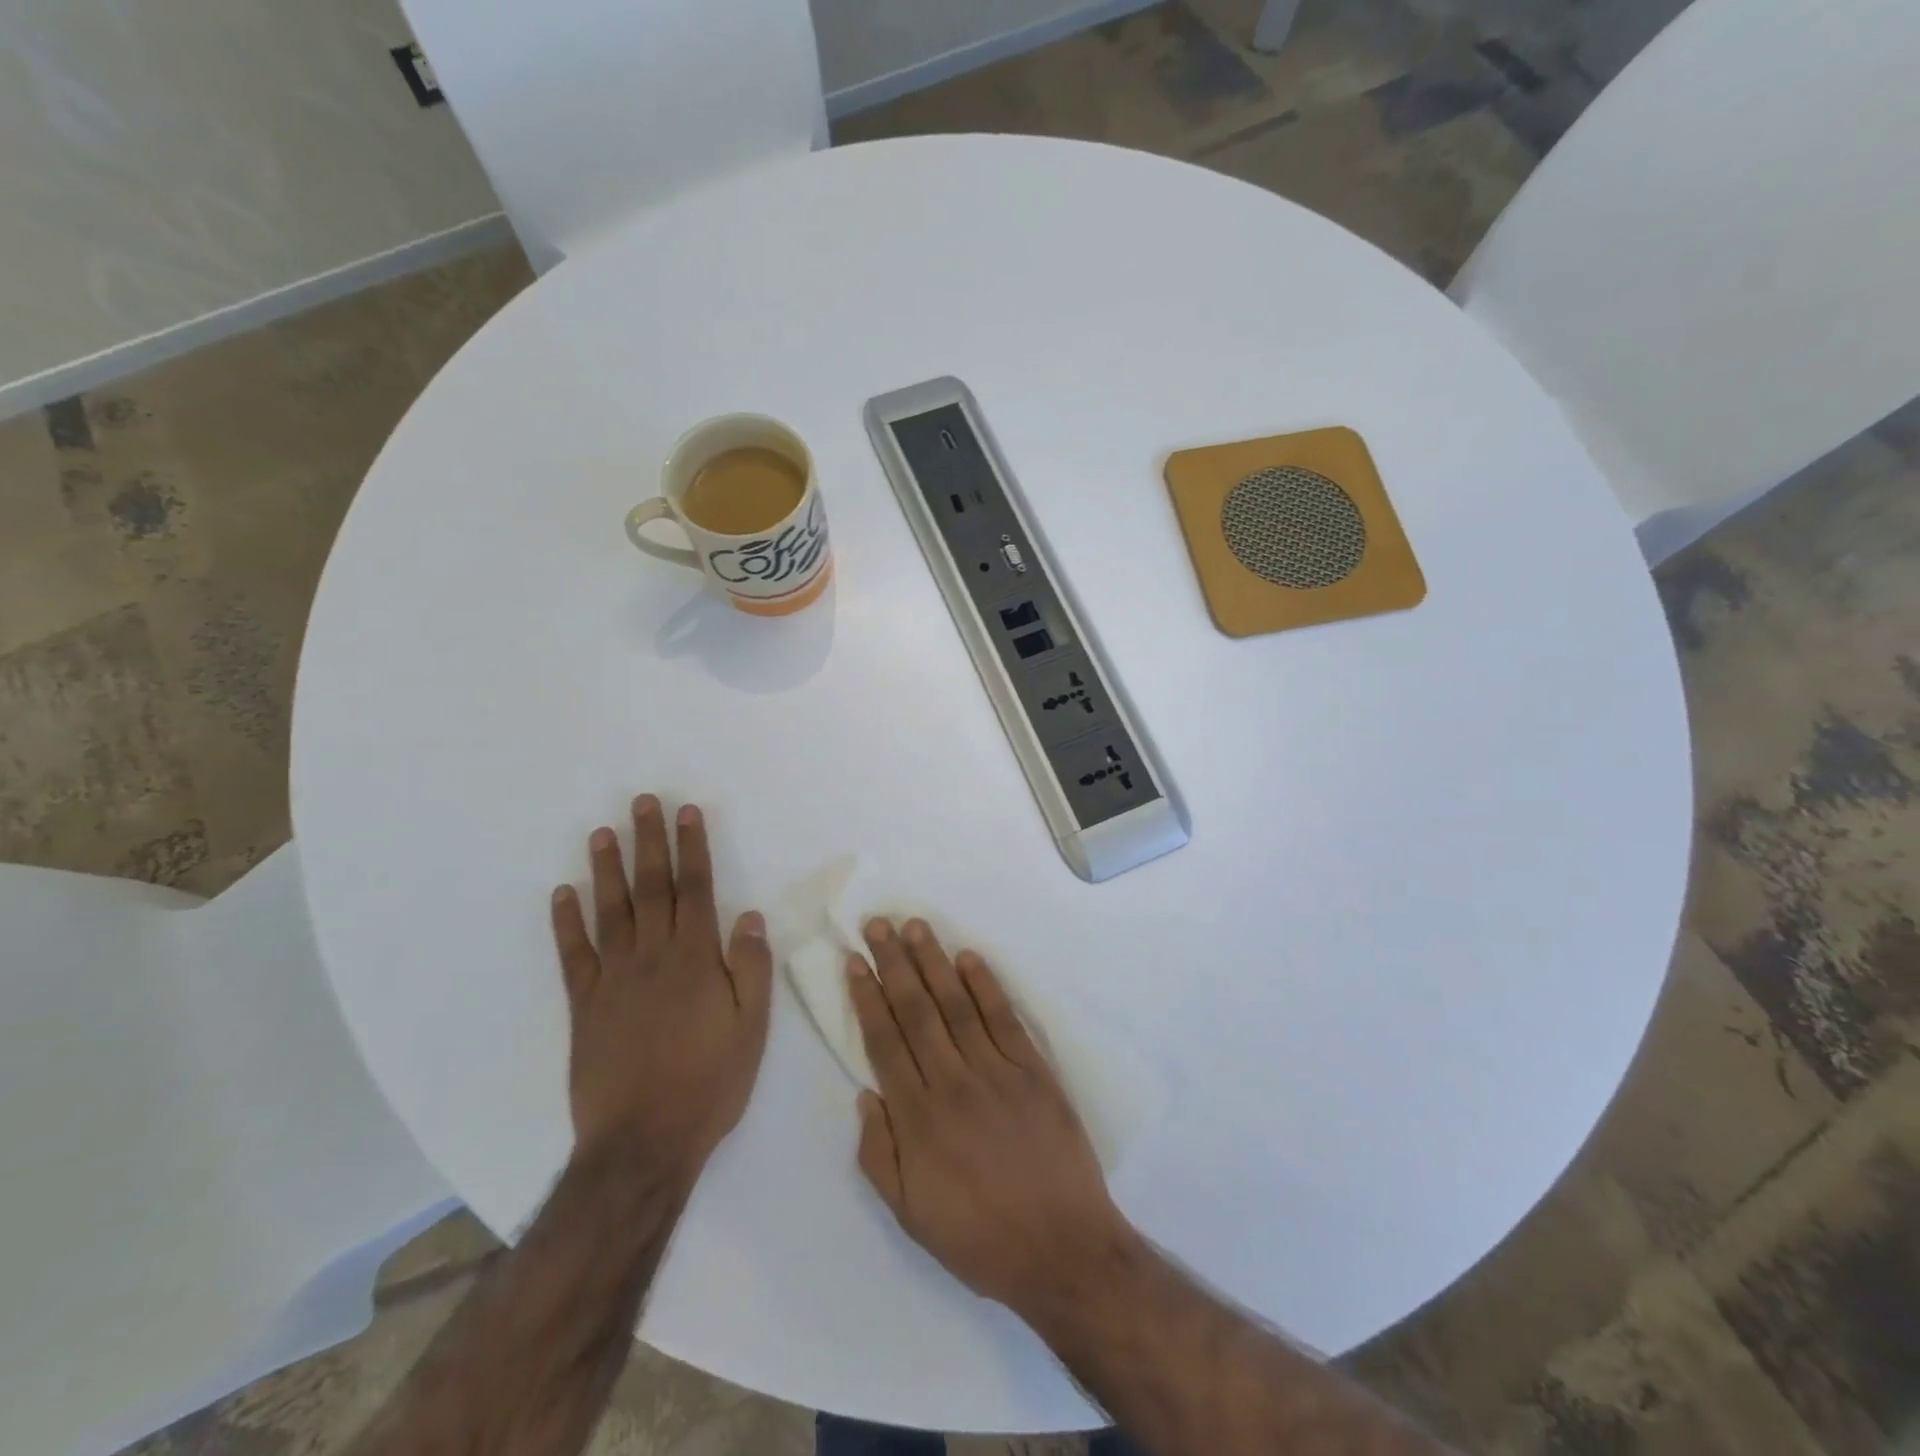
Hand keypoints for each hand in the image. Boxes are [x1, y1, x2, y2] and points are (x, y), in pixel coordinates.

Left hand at [550, 796, 771, 1179]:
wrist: (643, 1142)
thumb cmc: (709, 1083)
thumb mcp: (752, 1028)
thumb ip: (751, 968)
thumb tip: (748, 916)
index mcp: (696, 959)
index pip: (696, 890)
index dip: (693, 849)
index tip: (687, 813)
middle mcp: (653, 957)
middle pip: (651, 888)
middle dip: (649, 842)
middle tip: (642, 803)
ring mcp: (613, 979)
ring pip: (610, 912)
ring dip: (606, 869)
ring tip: (602, 832)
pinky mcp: (584, 1005)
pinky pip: (574, 955)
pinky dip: (566, 923)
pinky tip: (563, 894)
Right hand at [847, 917, 1134, 1312]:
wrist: (1062, 1249)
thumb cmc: (979, 1237)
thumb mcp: (910, 1215)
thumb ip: (878, 1154)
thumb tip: (866, 1093)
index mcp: (918, 1118)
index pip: (885, 1041)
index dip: (868, 997)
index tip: (856, 961)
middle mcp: (953, 1082)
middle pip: (917, 1011)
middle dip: (894, 964)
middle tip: (879, 924)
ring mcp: (997, 1071)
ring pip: (957, 1004)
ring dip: (934, 962)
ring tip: (916, 926)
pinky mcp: (1034, 1069)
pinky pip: (1004, 1018)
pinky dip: (986, 985)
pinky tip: (969, 959)